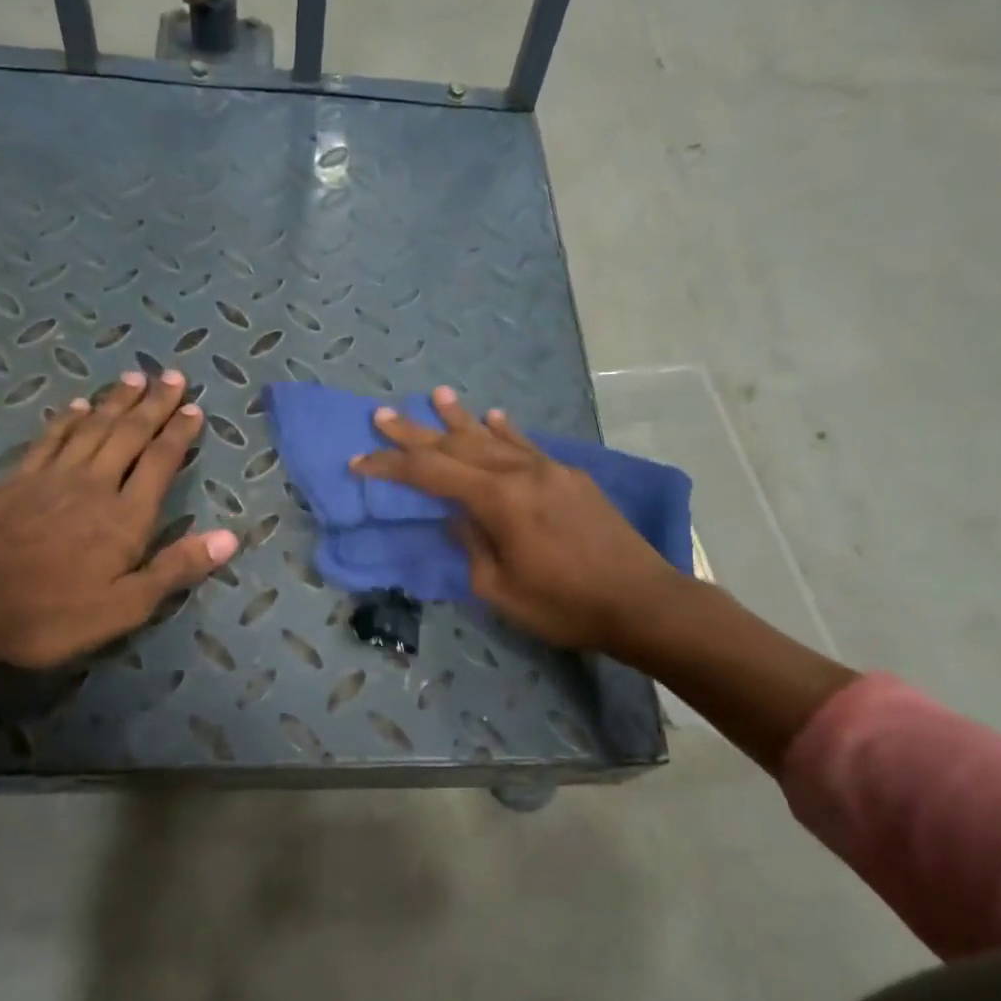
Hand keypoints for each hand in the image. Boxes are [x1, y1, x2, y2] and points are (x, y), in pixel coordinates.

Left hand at [0, 369, 236, 666]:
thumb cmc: (51, 612)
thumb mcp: (124, 606)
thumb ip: (176, 568)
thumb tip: (230, 538)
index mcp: (126, 516)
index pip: (161, 462)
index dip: (180, 434)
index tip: (194, 408)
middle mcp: (96, 484)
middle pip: (130, 434)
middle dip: (155, 404)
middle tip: (174, 376)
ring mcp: (54, 476)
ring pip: (94, 427)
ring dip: (117, 401)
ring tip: (136, 377)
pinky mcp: (19, 478)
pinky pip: (51, 438)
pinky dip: (69, 419)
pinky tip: (79, 406)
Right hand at [351, 387, 687, 653]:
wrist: (641, 601)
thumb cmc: (564, 605)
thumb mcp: (500, 589)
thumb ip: (472, 545)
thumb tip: (458, 516)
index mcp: (498, 500)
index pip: (431, 474)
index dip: (391, 467)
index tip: (359, 462)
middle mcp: (521, 472)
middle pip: (457, 445)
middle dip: (416, 433)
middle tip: (382, 415)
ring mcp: (550, 469)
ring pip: (494, 437)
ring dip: (460, 418)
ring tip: (435, 395)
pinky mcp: (572, 477)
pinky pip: (528, 446)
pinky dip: (505, 431)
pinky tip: (494, 416)